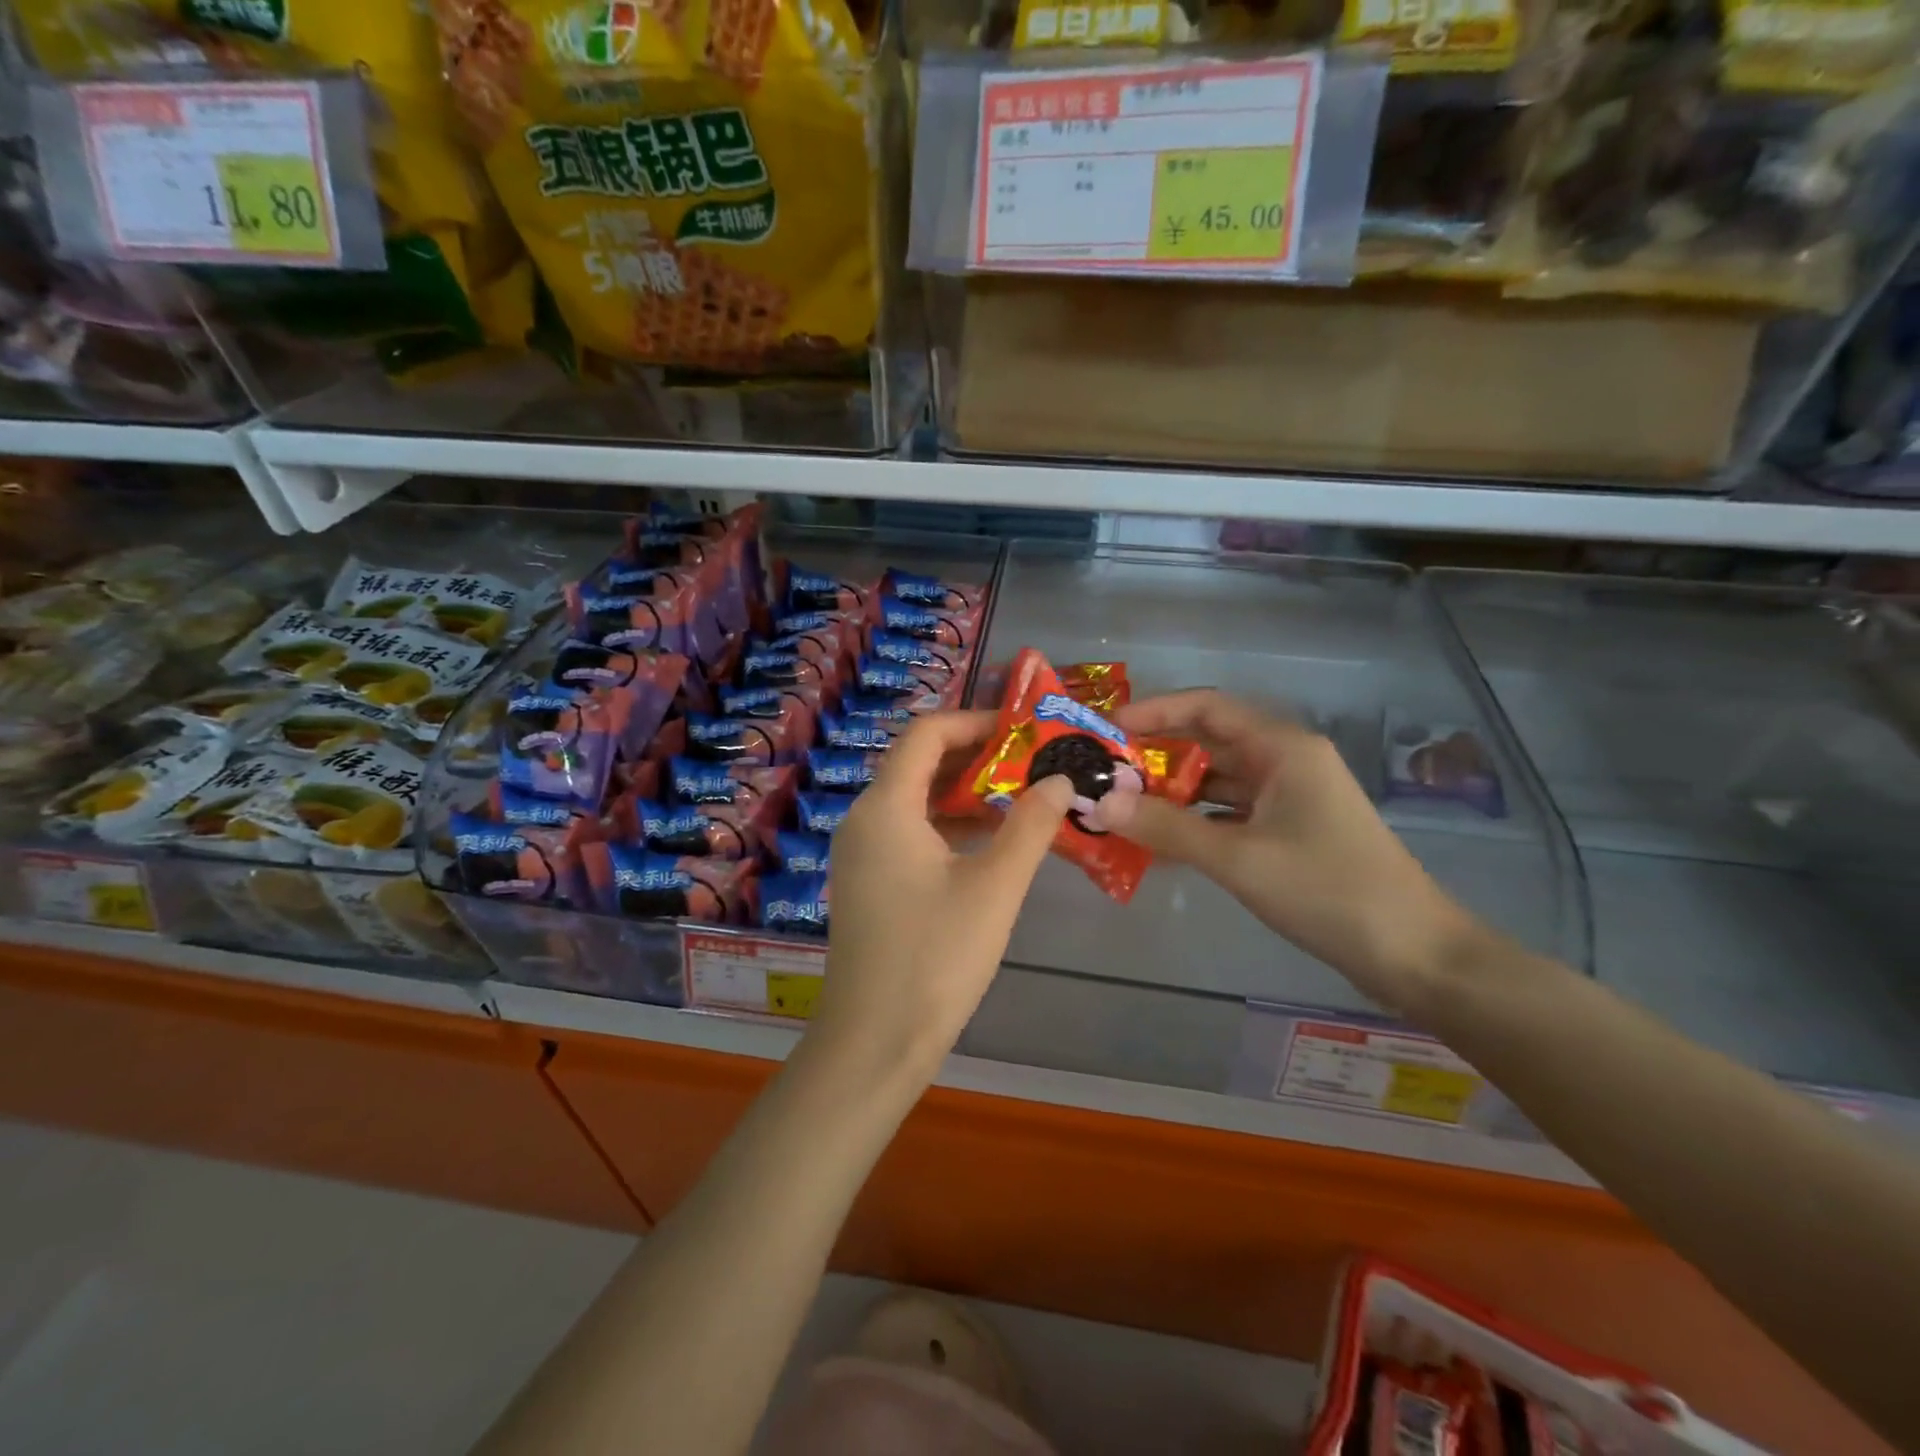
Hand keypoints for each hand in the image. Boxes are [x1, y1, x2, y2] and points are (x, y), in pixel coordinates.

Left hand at [814, 711, 1074, 1078]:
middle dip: (976, 757)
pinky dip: (948, 825)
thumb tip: (1060, 779)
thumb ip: (1030, 826)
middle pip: (918, 764)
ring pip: (915, 800)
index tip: (1023, 730)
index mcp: (885, 807)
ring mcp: (861, 854)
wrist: (875, 1042)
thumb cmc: (935, 957)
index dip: (975, 722)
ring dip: (964, 793)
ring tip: (1021, 796)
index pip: (926, 734)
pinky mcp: (868, 883)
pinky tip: (991, 841)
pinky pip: (909, 832)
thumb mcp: (995, 887)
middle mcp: (864, 820)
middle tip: (1032, 761)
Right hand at [1108, 691, 1481, 1011]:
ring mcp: (1291, 797)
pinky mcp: (1291, 831)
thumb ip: (1167, 828)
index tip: (1108, 730)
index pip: (1207, 708)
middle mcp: (1286, 761)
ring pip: (1218, 782)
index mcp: (1282, 747)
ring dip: (1173, 793)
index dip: (1155, 712)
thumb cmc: (1327, 890)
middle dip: (1156, 756)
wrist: (1412, 953)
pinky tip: (1161, 843)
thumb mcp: (1238, 857)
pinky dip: (1196, 822)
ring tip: (1122, 809)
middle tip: (1105, 774)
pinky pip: (1231, 813)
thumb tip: (1100, 803)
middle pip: (1210, 743)